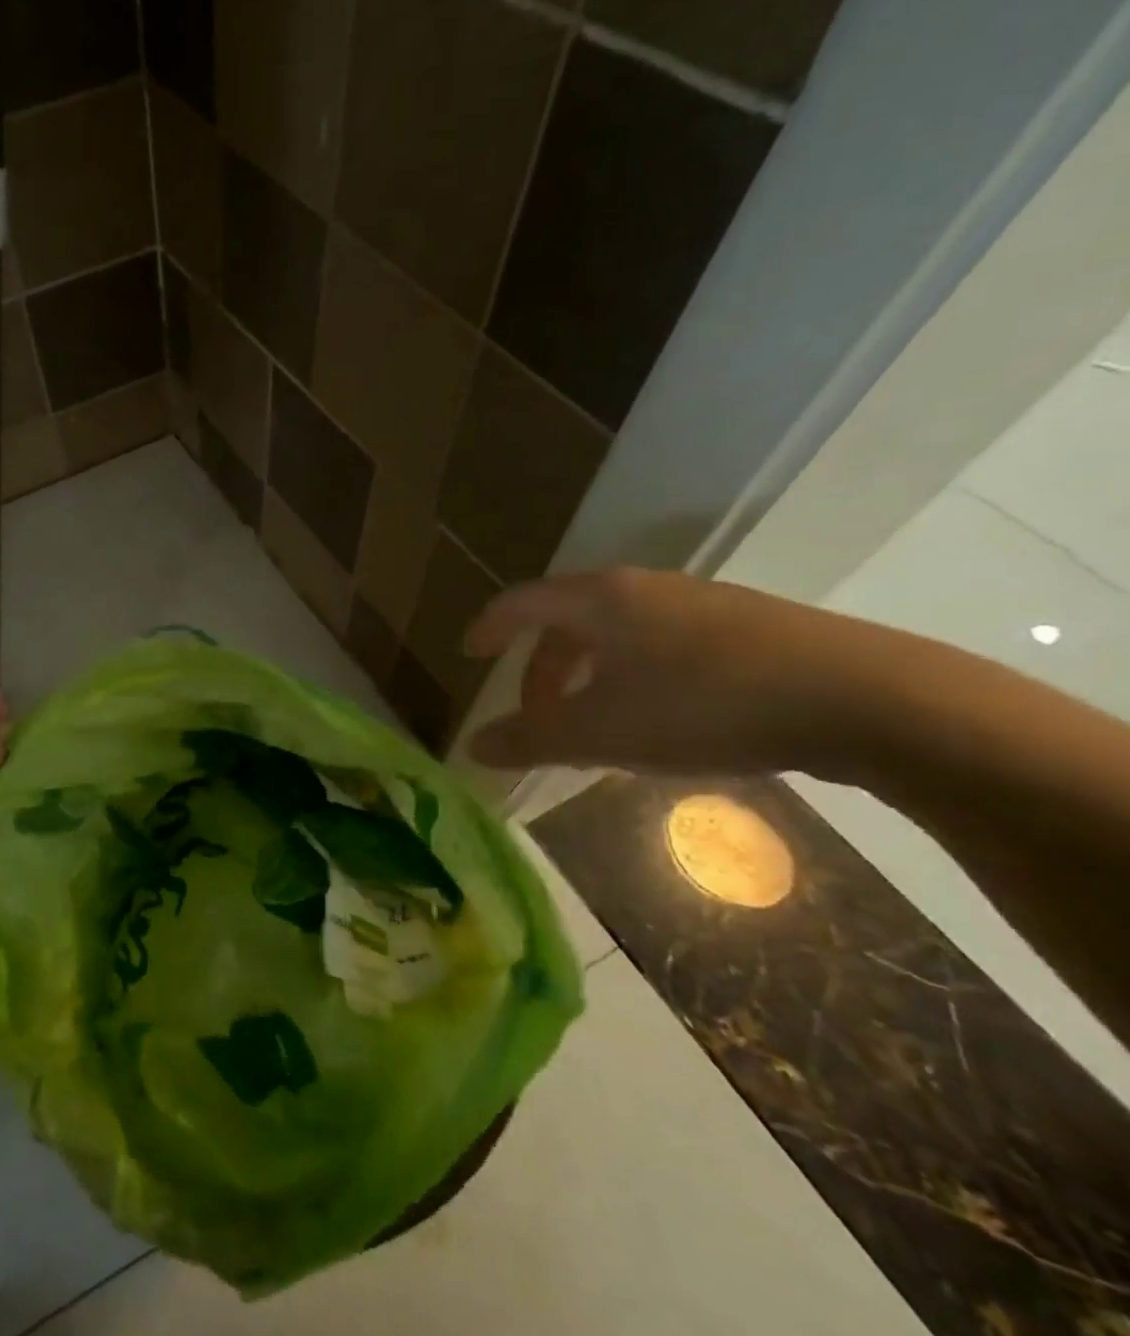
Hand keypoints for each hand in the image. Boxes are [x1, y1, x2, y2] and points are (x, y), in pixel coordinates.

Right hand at [462, 570, 885, 777]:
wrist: (866, 699)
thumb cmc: (704, 706)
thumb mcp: (601, 732)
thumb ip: (529, 739)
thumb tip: (472, 747)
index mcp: (599, 599)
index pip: (521, 602)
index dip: (488, 627)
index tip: (470, 655)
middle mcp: (644, 588)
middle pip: (567, 620)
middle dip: (541, 670)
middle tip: (536, 717)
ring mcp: (699, 602)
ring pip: (616, 634)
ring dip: (587, 676)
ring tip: (593, 727)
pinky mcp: (745, 626)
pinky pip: (659, 644)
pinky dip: (632, 676)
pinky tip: (656, 721)